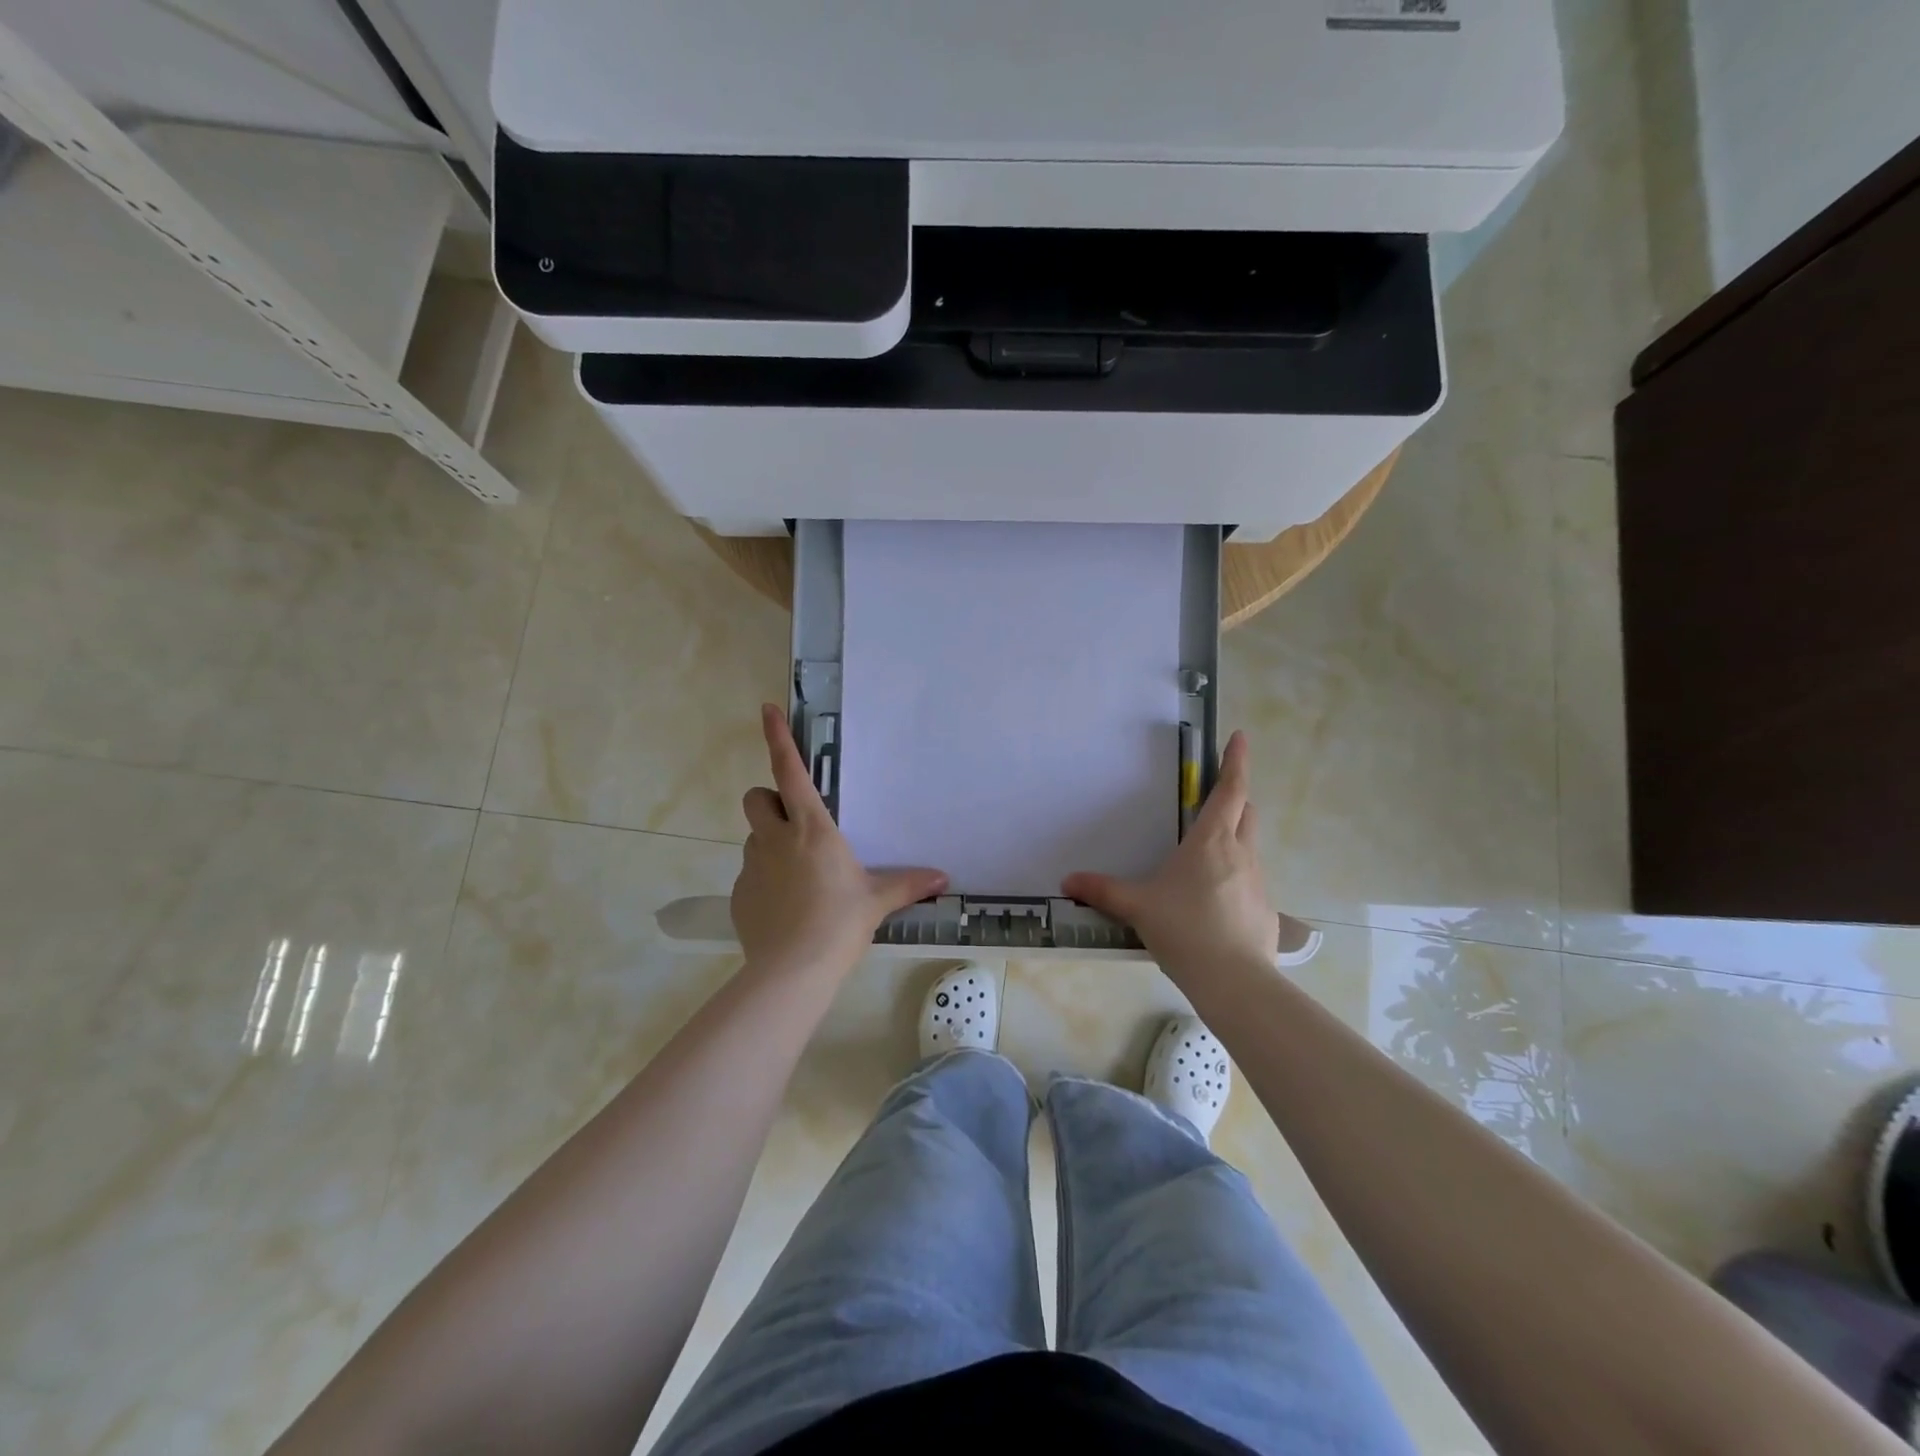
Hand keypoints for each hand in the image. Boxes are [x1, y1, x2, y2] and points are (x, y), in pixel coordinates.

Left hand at [732, 704, 947, 976]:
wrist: (793, 971)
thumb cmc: (839, 923)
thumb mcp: (876, 900)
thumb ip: (907, 884)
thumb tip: (943, 878)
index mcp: (812, 829)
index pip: (790, 772)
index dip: (777, 738)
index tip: (766, 709)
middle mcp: (776, 839)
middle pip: (755, 798)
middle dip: (769, 801)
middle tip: (792, 823)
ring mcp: (752, 867)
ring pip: (753, 837)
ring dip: (770, 843)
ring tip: (796, 875)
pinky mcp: (739, 894)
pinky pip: (750, 875)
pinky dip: (765, 880)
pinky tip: (785, 908)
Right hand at [1062, 730, 1277, 980]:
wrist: (1234, 980)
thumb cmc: (1184, 929)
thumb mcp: (1137, 907)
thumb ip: (1102, 891)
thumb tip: (1068, 882)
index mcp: (1210, 841)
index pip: (1231, 790)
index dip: (1237, 761)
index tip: (1241, 737)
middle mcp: (1240, 853)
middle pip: (1247, 812)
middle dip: (1237, 799)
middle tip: (1218, 798)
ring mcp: (1258, 882)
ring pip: (1250, 847)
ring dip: (1236, 840)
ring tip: (1208, 858)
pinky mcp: (1266, 910)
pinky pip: (1251, 882)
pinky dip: (1237, 879)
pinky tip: (1217, 904)